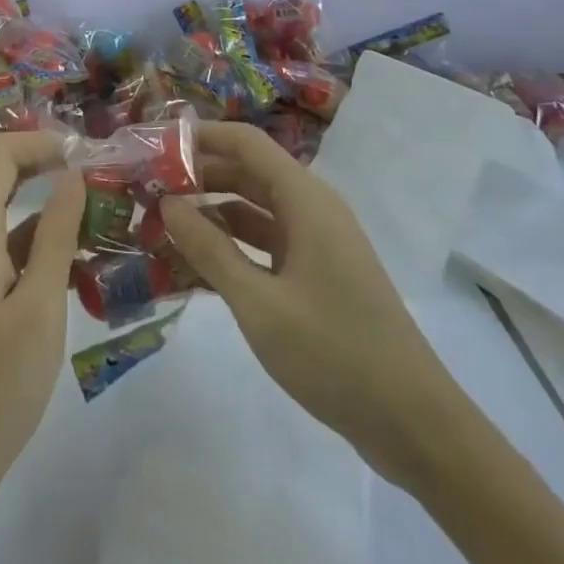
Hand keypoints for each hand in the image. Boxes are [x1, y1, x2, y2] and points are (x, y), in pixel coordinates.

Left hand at [0, 131, 86, 523]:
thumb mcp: (39, 306)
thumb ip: (56, 235)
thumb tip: (72, 172)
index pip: (0, 154)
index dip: (40, 142)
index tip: (87, 157)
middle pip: (9, 183)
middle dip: (56, 178)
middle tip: (109, 191)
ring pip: (18, 226)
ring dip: (60, 222)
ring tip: (112, 233)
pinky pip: (16, 261)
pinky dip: (49, 259)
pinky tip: (87, 279)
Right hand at [160, 121, 464, 487]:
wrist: (415, 426)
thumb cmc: (335, 353)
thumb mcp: (259, 303)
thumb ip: (209, 249)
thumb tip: (166, 203)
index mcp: (305, 200)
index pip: (245, 142)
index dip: (199, 136)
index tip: (153, 146)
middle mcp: (312, 209)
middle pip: (247, 172)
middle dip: (198, 175)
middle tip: (147, 188)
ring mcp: (316, 243)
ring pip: (254, 209)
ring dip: (211, 211)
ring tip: (161, 222)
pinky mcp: (317, 275)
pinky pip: (266, 243)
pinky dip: (232, 245)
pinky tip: (196, 263)